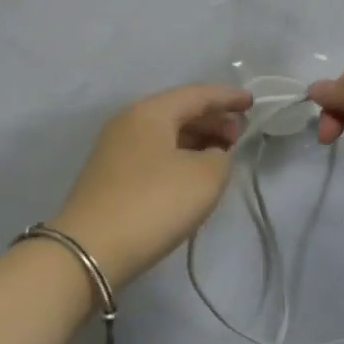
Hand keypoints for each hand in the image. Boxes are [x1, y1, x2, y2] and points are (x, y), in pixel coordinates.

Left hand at [51, 84, 252, 285]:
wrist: (91, 249)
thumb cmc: (153, 204)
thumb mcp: (205, 177)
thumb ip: (220, 157)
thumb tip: (210, 155)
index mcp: (149, 112)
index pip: (196, 94)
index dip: (227, 97)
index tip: (252, 103)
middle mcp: (127, 122)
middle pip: (177, 111)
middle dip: (212, 119)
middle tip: (239, 136)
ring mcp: (114, 150)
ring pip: (164, 134)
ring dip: (195, 139)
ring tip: (221, 155)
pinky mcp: (109, 176)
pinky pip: (152, 154)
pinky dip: (177, 156)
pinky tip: (191, 173)